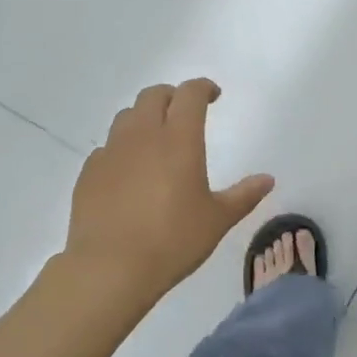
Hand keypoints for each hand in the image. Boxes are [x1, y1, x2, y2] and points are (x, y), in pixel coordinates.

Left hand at [65, 79, 273, 306]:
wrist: (111, 267)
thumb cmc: (173, 240)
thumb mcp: (218, 220)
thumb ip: (244, 195)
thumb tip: (267, 179)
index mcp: (179, 140)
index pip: (189, 95)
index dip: (203, 88)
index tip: (214, 95)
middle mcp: (142, 136)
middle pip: (153, 96)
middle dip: (172, 96)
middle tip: (185, 112)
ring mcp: (111, 152)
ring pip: (126, 117)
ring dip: (144, 118)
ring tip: (156, 139)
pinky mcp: (89, 173)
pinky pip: (108, 147)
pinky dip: (123, 148)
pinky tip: (130, 173)